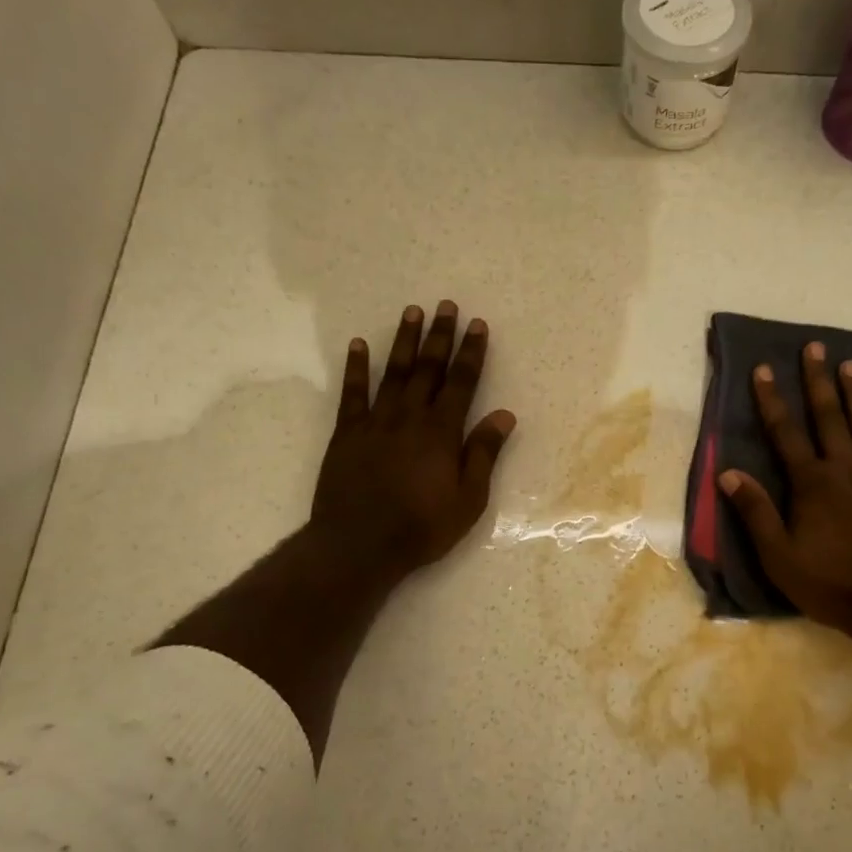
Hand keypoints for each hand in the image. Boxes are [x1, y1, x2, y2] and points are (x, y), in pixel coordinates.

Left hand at [309, 301, 515, 584]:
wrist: (359, 545)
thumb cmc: (422, 526)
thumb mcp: (468, 499)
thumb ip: (483, 453)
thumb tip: (504, 415)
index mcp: (442, 432)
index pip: (462, 382)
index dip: (471, 352)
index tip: (477, 325)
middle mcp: (410, 417)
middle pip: (428, 368)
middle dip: (439, 336)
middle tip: (446, 306)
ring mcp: (375, 422)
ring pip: (393, 372)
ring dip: (403, 341)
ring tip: (411, 311)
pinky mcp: (347, 433)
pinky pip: (352, 393)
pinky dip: (356, 367)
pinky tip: (358, 344)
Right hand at [717, 341, 851, 642]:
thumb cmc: (832, 583)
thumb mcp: (779, 556)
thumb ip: (755, 512)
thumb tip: (729, 473)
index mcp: (811, 483)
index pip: (785, 433)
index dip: (771, 400)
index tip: (763, 369)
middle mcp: (846, 469)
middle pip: (829, 417)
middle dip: (818, 381)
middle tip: (815, 347)